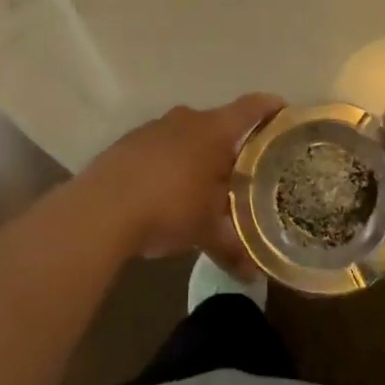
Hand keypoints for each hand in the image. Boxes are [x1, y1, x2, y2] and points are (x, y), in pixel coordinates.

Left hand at [78, 93, 283, 274]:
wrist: (101, 208)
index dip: (270, 107)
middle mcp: (186, 119)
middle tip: (242, 170)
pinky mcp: (128, 142)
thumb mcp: (206, 233)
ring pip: (186, 135)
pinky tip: (164, 192)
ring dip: (196, 155)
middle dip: (230, 145)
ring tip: (202, 185)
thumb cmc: (169, 208)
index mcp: (214, 131)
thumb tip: (253, 277)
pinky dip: (168, 163)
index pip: (251, 108)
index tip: (284, 111)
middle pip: (218, 123)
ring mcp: (154, 128)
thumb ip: (232, 249)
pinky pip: (159, 147)